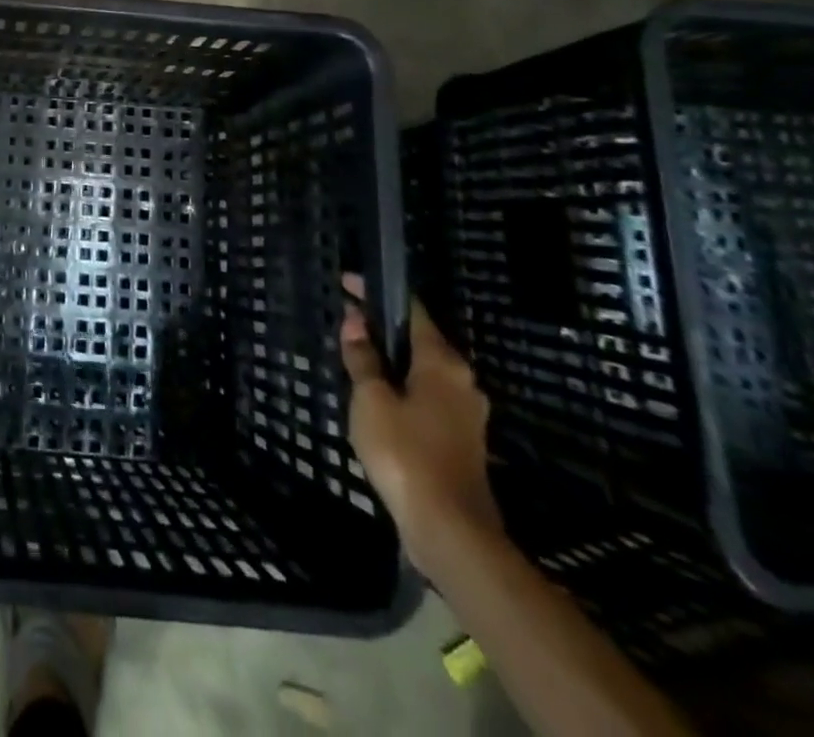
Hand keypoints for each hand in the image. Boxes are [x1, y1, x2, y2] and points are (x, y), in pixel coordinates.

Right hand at [340, 272, 498, 568]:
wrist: (450, 530)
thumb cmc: (405, 453)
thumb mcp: (371, 399)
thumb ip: (362, 359)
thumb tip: (355, 322)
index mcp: (443, 362)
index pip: (410, 309)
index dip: (377, 293)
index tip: (346, 283)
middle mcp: (462, 381)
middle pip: (420, 339)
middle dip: (383, 328)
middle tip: (346, 323)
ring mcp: (466, 413)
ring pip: (423, 371)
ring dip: (392, 360)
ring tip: (355, 358)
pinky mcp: (462, 439)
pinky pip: (427, 397)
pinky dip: (402, 387)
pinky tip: (377, 399)